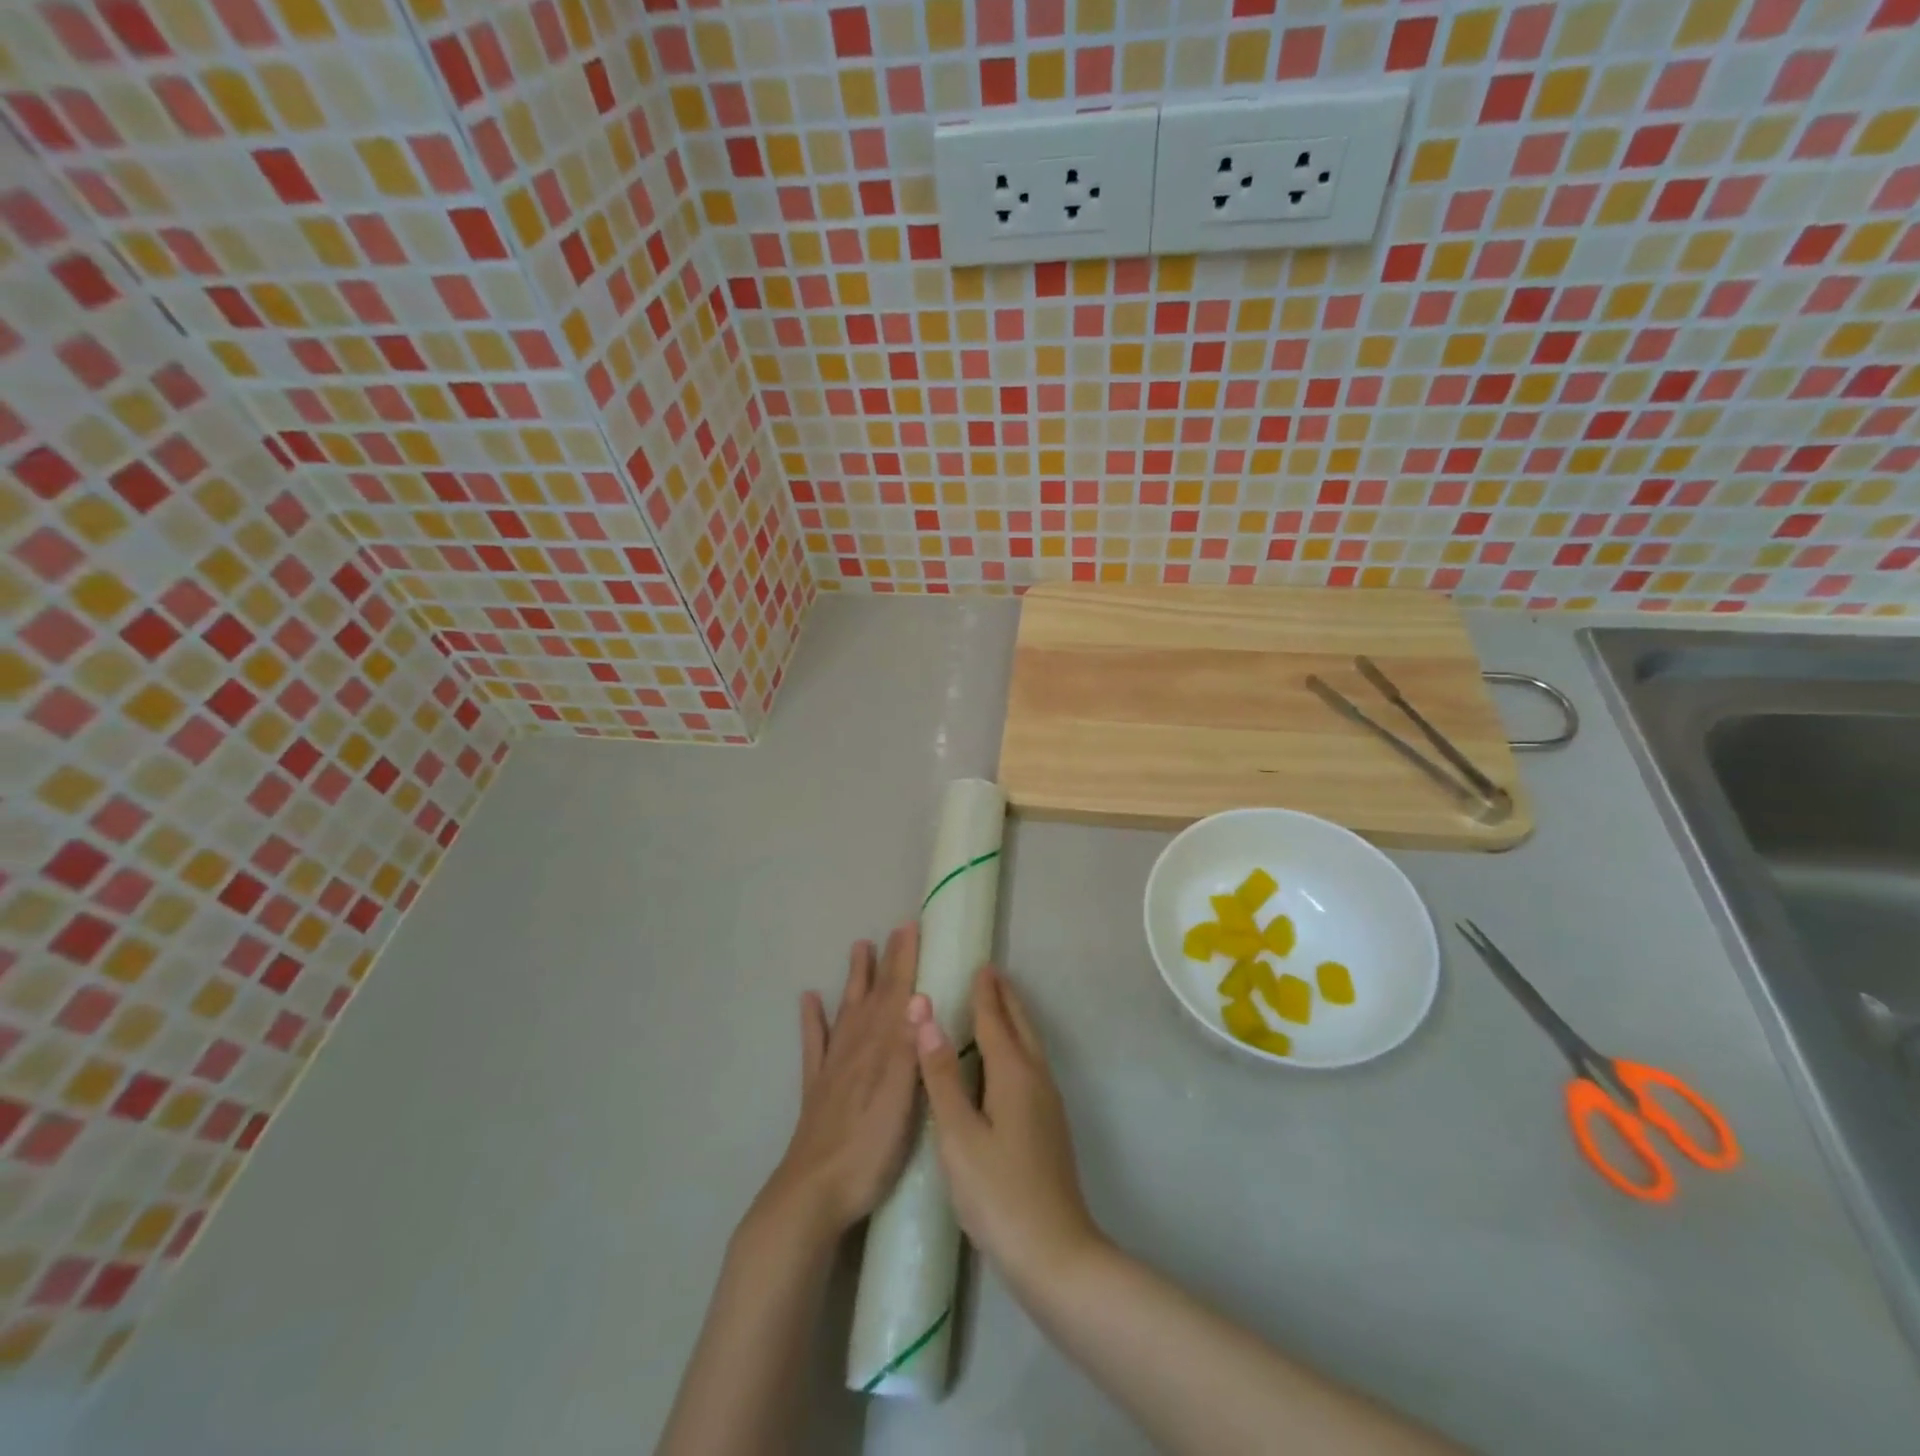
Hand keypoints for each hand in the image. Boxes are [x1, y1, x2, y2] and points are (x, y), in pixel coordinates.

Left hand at [756, 925, 922, 1243]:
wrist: (813, 1194)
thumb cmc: (869, 1150)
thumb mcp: (901, 1099)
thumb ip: (908, 1047)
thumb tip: (920, 994)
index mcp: (881, 1048)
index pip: (898, 994)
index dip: (906, 960)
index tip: (912, 926)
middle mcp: (856, 1047)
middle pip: (875, 996)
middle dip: (888, 962)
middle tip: (895, 929)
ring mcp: (833, 1066)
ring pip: (847, 1011)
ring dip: (855, 979)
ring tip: (859, 947)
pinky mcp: (817, 1089)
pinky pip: (814, 1044)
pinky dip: (812, 1019)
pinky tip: (808, 999)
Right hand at [910, 965, 1104, 1298]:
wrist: (1055, 1254)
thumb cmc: (999, 1192)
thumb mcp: (958, 1135)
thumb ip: (942, 1075)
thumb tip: (927, 1015)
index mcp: (1013, 1074)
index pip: (994, 1020)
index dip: (983, 993)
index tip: (978, 964)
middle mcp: (1036, 1079)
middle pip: (1020, 1026)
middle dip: (1004, 998)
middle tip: (989, 974)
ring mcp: (1047, 1104)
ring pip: (1029, 1046)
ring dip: (1012, 1020)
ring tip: (996, 1007)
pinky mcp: (1048, 1126)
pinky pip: (1030, 1066)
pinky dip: (1016, 1046)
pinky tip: (1004, 1065)